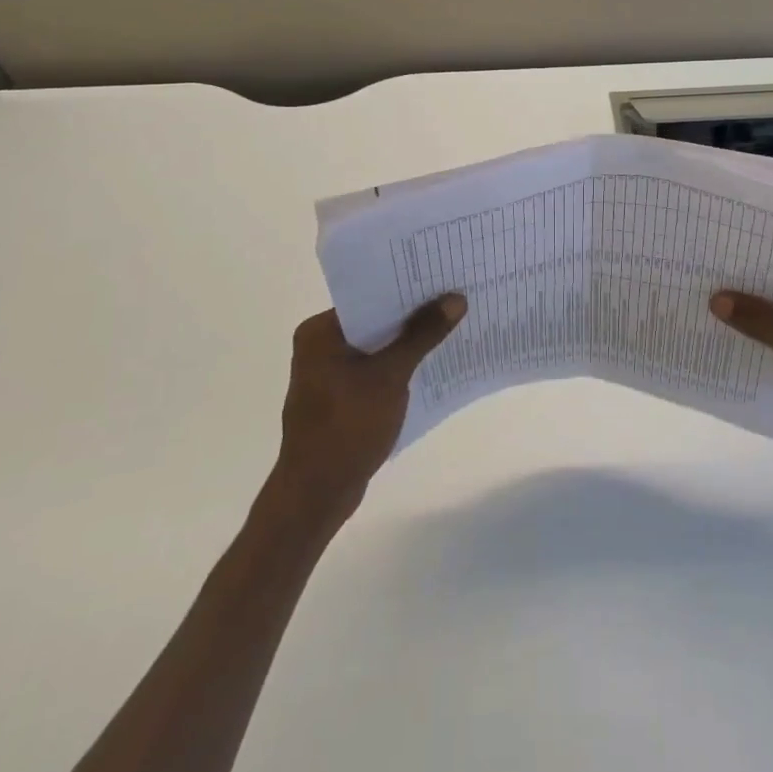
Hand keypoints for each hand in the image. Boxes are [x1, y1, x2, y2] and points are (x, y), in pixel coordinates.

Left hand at [273, 294, 466, 518]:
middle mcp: (319, 345)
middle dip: (412, 314)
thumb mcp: (390, 375)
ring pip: (376, 345)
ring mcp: (328, 373)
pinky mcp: (339, 396)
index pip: (368, 295)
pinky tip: (430, 362)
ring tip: (450, 324)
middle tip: (454, 297)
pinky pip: (374, 368)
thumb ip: (422, 334)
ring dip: (407, 340)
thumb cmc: (347, 427)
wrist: (316, 495)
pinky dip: (398, 364)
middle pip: (374, 319)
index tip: (442, 277)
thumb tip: (456, 298)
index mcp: (320, 331)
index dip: (406, 288)